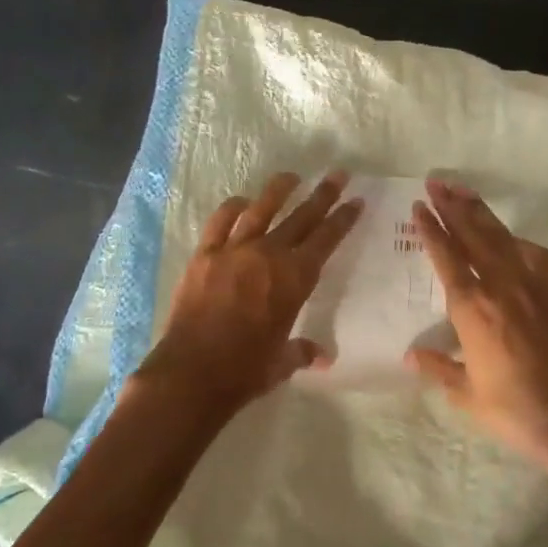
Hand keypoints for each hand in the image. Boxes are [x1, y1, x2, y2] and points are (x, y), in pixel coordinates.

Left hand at [132, 171, 363, 417]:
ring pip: (262, 209)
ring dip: (279, 190)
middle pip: (301, 216)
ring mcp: (235, 250)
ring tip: (292, 176)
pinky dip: (233, 208)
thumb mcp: (282, 363)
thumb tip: (321, 356)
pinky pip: (221, 221)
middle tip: (337, 174)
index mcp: (295, 279)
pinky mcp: (204, 254)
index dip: (343, 219)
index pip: (326, 239)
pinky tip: (241, 201)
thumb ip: (302, 351)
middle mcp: (269, 255)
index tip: (355, 200)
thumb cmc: (245, 370)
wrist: (192, 372)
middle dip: (323, 194)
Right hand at [406, 179, 547, 468]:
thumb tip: (411, 354)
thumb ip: (438, 368)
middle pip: (473, 235)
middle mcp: (500, 286)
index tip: (420, 206)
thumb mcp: (466, 394)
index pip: (446, 257)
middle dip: (453, 206)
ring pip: (501, 237)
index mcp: (472, 309)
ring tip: (463, 190)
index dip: (431, 230)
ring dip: (480, 212)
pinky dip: (515, 240)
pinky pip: (531, 254)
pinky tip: (508, 237)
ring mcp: (531, 284)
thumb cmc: (513, 408)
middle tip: (437, 181)